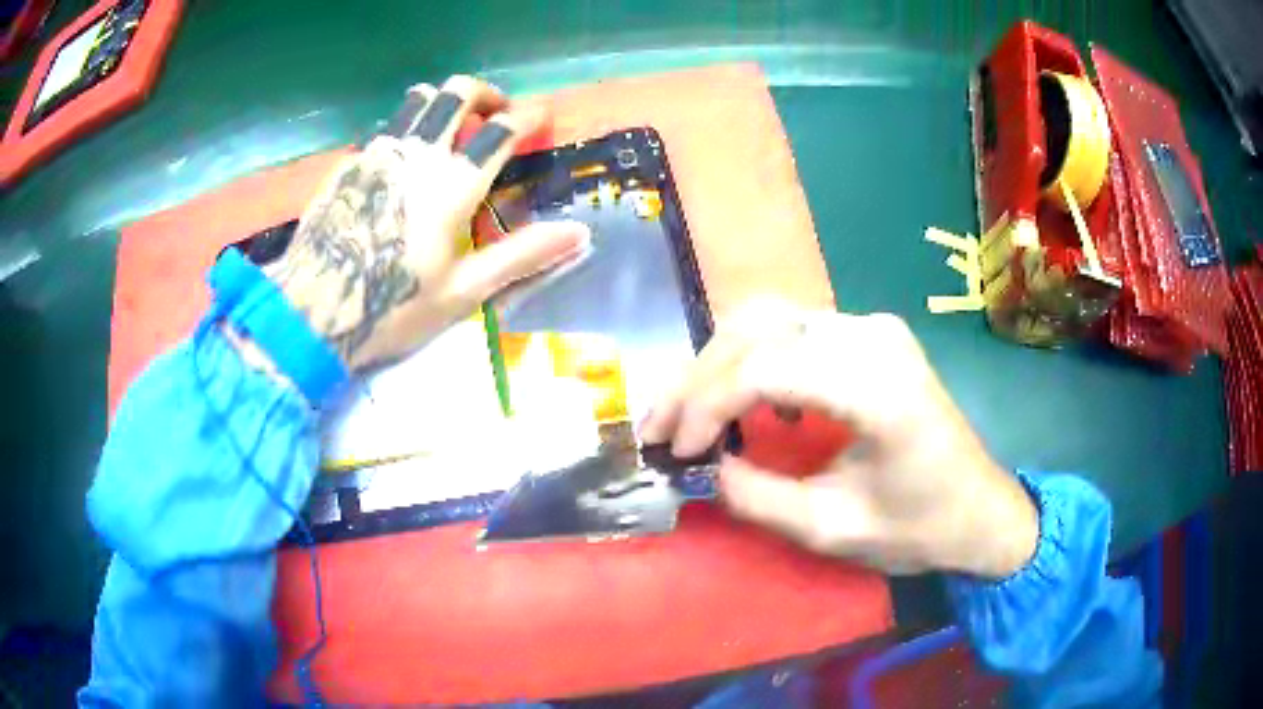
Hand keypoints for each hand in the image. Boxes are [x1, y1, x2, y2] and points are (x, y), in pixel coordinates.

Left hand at [266, 76, 589, 371]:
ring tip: (449, 127)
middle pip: (457, 92)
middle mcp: (417, 153)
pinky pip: (386, 127)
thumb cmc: (392, 309)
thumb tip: (580, 233)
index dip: (530, 115)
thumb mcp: (464, 292)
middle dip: (485, 93)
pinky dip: (407, 129)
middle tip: (495, 112)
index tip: (543, 115)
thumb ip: (522, 255)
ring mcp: (377, 153)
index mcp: (452, 183)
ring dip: (443, 101)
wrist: (311, 314)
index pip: (502, 129)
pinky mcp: (348, 164)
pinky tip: (403, 162)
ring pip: (417, 99)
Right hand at [640, 298, 1038, 578]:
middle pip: (758, 330)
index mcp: (877, 387)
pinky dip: (753, 357)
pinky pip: (793, 328)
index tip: (678, 451)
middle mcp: (872, 336)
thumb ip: (759, 498)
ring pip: (769, 319)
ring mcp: (873, 326)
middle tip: (662, 427)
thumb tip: (704, 467)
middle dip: (698, 378)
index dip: (706, 406)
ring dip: (719, 362)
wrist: (980, 508)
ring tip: (689, 413)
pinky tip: (748, 399)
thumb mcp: (834, 529)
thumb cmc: (920, 527)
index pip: (765, 369)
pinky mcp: (870, 333)